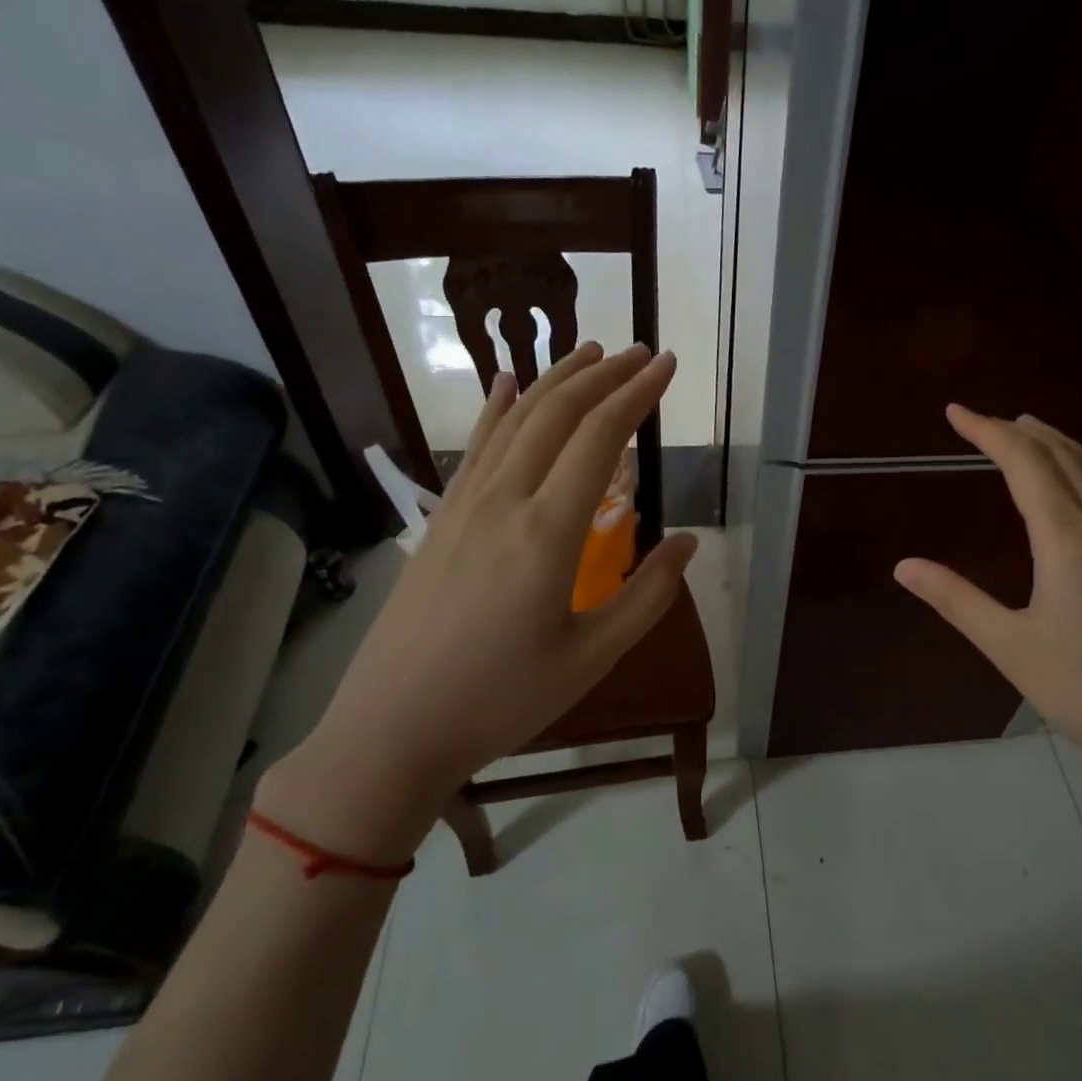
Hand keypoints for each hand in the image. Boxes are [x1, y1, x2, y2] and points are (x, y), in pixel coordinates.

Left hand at [260, 343, 697, 860]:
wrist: (393, 729)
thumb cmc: (502, 699)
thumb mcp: (591, 658)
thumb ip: (647, 596)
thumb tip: (688, 543)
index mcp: (548, 533)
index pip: (600, 438)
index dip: (636, 394)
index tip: (666, 366)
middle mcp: (504, 501)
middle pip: (556, 414)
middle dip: (602, 374)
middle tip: (640, 352)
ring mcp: (464, 505)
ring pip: (514, 420)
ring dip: (556, 380)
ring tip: (590, 352)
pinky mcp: (440, 519)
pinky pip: (475, 447)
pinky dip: (497, 407)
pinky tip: (507, 384)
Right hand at [894, 405, 1081, 795]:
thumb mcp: (1009, 646)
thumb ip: (955, 599)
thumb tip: (903, 566)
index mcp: (1066, 538)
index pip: (1024, 463)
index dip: (988, 431)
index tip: (954, 413)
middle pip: (1061, 456)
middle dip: (1018, 430)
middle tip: (980, 419)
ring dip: (1054, 443)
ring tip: (1025, 430)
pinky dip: (1077, 468)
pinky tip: (1067, 487)